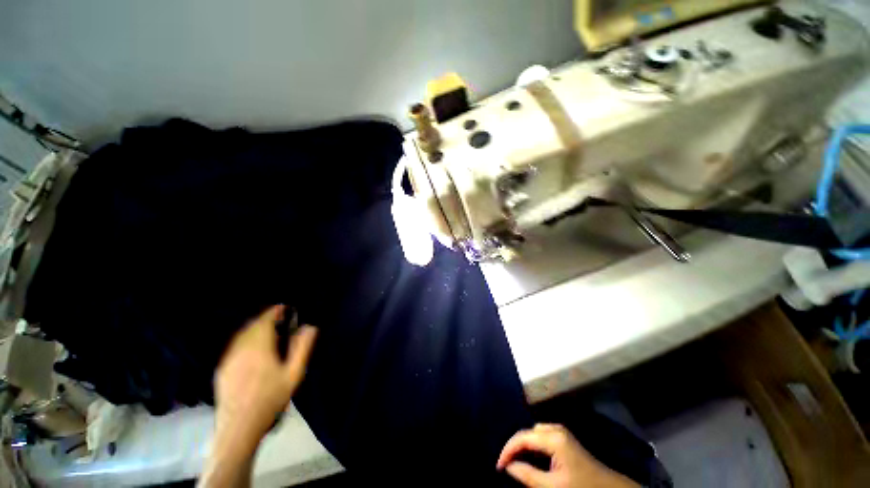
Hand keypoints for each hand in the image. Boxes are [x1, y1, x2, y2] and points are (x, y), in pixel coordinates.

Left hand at [214, 305, 317, 446]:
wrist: (239, 427)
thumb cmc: (270, 399)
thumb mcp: (293, 374)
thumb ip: (302, 348)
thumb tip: (309, 327)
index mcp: (258, 348)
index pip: (265, 320)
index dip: (275, 311)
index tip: (285, 307)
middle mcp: (240, 349)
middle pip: (252, 325)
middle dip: (266, 318)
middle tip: (280, 319)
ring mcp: (229, 359)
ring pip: (241, 335)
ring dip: (255, 328)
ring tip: (268, 331)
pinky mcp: (222, 369)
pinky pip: (234, 346)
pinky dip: (245, 339)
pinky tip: (253, 349)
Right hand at [497, 424, 638, 487]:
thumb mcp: (554, 486)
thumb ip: (529, 475)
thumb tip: (508, 467)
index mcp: (553, 437)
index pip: (522, 437)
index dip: (508, 450)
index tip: (498, 466)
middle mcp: (555, 429)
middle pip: (527, 433)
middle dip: (515, 447)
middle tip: (505, 465)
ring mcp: (561, 433)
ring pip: (534, 434)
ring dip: (524, 447)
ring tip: (514, 461)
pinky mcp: (565, 440)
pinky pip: (542, 437)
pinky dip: (533, 447)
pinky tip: (530, 458)